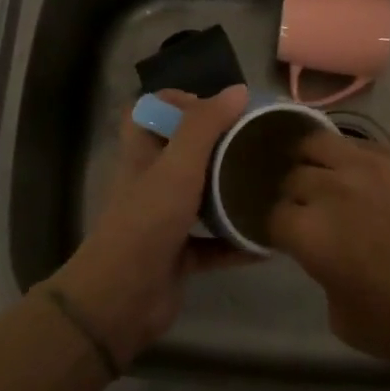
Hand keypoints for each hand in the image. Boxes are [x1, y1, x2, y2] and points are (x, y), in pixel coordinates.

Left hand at [46, 86, 252, 367]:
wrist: (121, 299)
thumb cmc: (147, 222)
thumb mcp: (178, 166)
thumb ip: (205, 126)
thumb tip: (238, 91)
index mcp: (142, 153)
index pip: (151, 111)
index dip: (179, 101)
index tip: (218, 108)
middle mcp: (151, 181)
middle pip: (183, 152)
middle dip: (218, 146)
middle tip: (255, 143)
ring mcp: (164, 219)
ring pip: (200, 196)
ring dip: (230, 191)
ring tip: (268, 183)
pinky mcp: (178, 255)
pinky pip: (213, 242)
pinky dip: (236, 241)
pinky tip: (267, 241)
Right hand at [270, 130, 389, 389]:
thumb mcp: (342, 318)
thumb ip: (320, 272)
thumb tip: (322, 249)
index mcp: (311, 233)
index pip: (272, 215)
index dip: (276, 229)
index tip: (286, 238)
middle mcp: (333, 188)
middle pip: (292, 176)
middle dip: (294, 195)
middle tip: (308, 211)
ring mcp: (370, 165)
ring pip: (319, 143)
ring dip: (314, 161)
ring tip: (324, 175)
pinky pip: (364, 145)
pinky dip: (355, 160)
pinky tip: (368, 179)